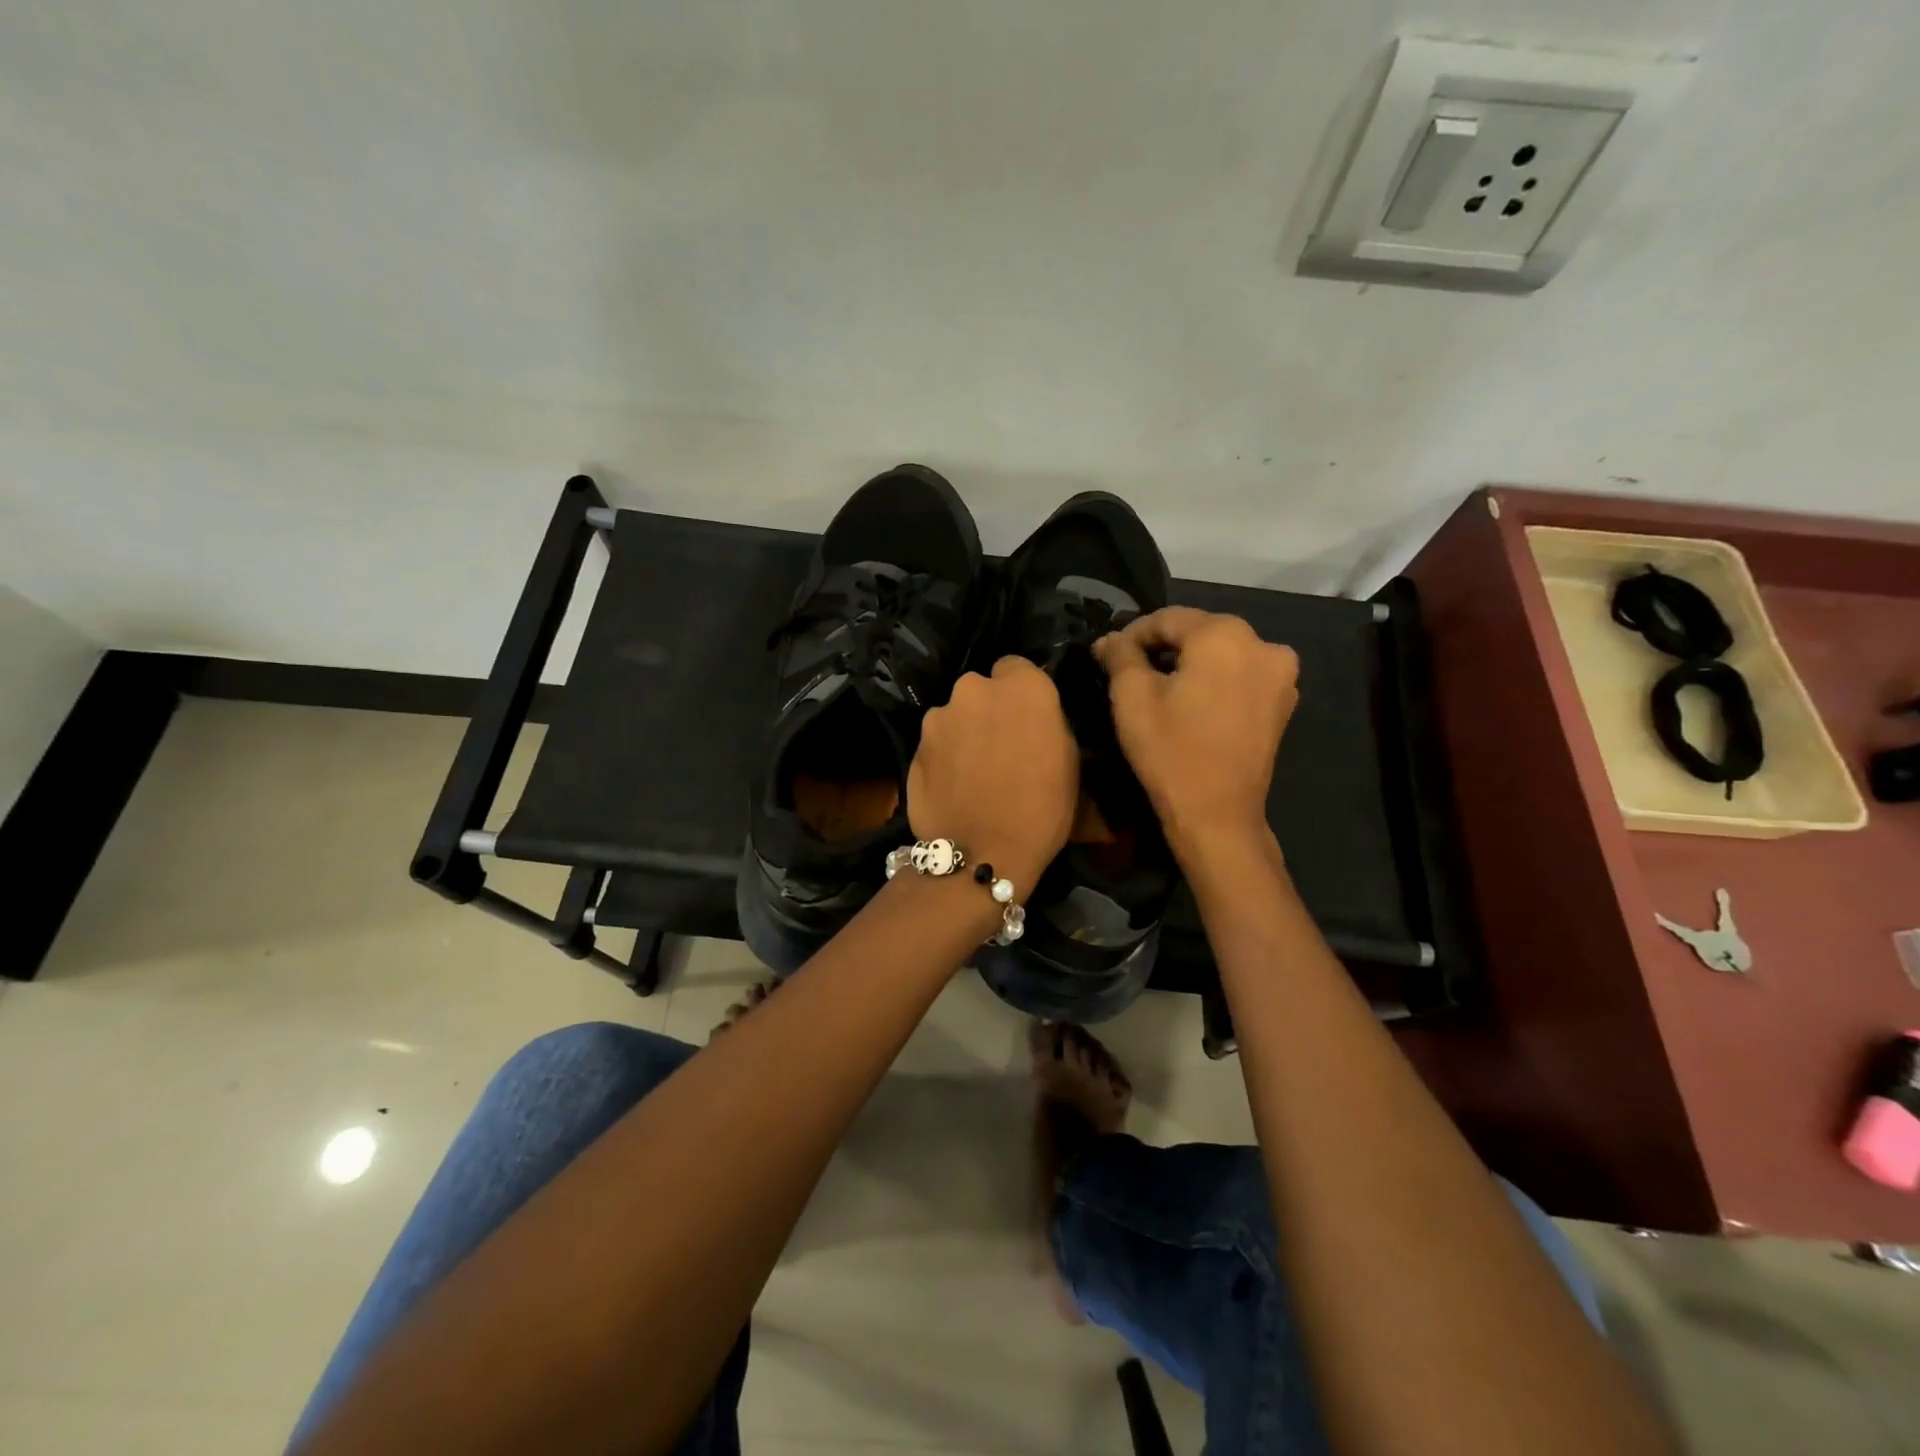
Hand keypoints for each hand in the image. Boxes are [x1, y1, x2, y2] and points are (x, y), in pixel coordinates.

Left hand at [907, 656, 1078, 894]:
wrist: (982, 852)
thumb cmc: (1042, 808)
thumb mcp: (1070, 760)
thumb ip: (1048, 722)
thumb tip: (1035, 717)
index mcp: (1022, 686)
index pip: (1017, 667)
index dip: (1022, 692)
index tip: (1027, 718)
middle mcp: (975, 688)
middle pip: (982, 689)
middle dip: (989, 708)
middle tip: (1000, 744)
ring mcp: (939, 715)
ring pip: (955, 714)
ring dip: (964, 731)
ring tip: (973, 769)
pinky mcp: (914, 744)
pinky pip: (936, 741)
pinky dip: (944, 754)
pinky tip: (953, 784)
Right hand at [1095, 607, 1298, 854]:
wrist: (1217, 814)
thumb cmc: (1169, 750)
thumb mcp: (1131, 697)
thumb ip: (1119, 655)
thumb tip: (1110, 640)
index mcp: (1225, 634)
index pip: (1167, 618)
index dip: (1133, 634)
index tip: (1108, 655)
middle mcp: (1263, 643)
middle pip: (1199, 632)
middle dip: (1163, 647)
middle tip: (1130, 672)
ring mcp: (1280, 675)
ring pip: (1221, 653)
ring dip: (1190, 664)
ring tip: (1161, 689)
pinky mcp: (1283, 702)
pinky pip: (1240, 676)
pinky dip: (1214, 681)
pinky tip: (1192, 704)